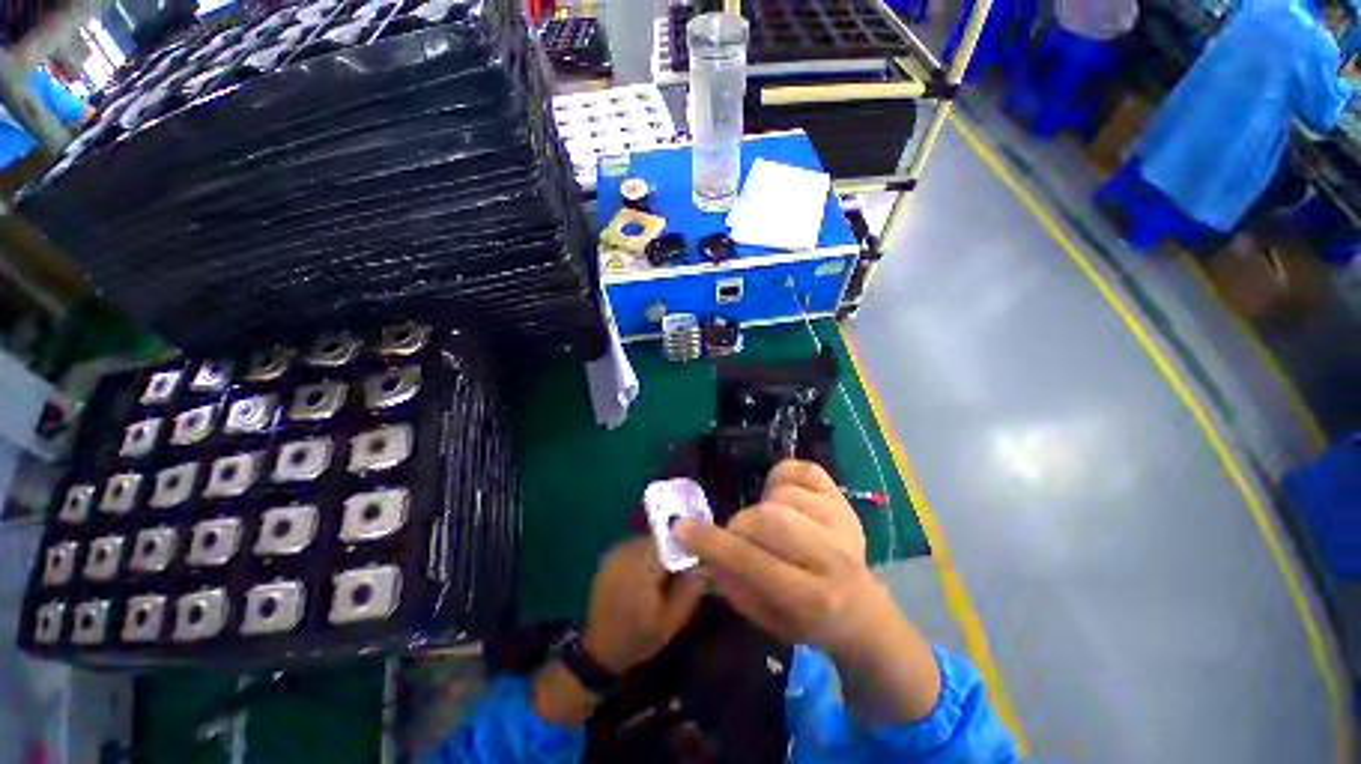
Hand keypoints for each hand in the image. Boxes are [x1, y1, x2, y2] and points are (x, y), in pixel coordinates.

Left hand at [582, 536, 703, 673]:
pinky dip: (646, 554)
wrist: (599, 650)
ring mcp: (617, 551)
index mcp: (643, 566)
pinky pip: (636, 546)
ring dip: (660, 551)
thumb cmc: (639, 637)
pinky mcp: (611, 556)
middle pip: (660, 538)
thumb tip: (706, 562)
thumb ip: (691, 588)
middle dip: (675, 549)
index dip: (688, 546)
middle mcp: (628, 552)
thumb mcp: (672, 621)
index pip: (673, 541)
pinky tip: (649, 574)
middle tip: (684, 567)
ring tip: (667, 572)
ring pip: (649, 540)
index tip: (698, 559)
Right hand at [675, 460, 942, 723]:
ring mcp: (842, 521)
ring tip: (769, 525)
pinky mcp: (844, 499)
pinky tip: (783, 498)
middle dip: (741, 525)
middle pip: (768, 519)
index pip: (753, 561)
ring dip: (764, 506)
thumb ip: (731, 582)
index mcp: (812, 599)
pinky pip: (803, 470)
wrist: (860, 610)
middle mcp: (833, 557)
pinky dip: (783, 477)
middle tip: (739, 536)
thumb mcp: (764, 618)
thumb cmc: (806, 620)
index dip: (712, 543)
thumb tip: (702, 548)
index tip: (682, 528)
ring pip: (782, 494)